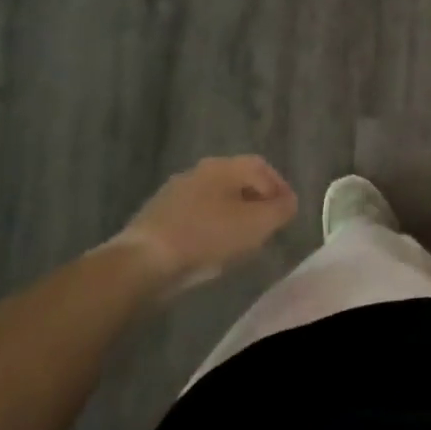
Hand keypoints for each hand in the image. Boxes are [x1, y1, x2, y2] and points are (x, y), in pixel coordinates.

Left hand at [109, 156, 297, 289]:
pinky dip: (210, 226)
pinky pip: (195, 215)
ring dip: (232, 214)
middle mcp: (199, 171)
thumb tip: (288, 202)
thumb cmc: (207, 238)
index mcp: (224, 166)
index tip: (288, 213)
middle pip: (238, 181)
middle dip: (257, 201)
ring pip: (215, 198)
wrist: (142, 262)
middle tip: (268, 225)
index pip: (262, 168)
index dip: (280, 188)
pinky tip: (211, 248)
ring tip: (241, 240)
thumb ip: (281, 210)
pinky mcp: (157, 216)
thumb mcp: (258, 225)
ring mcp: (174, 192)